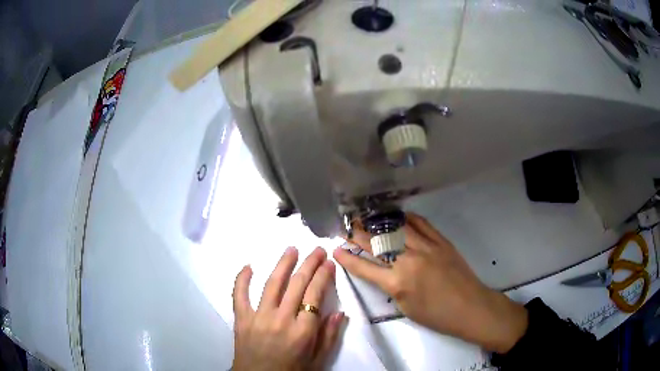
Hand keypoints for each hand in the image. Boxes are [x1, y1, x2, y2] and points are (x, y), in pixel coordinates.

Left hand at [232, 247, 344, 370]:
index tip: (329, 263)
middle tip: (317, 250)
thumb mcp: (318, 361)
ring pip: (272, 284)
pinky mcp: (241, 319)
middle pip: (297, 284)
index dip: (323, 276)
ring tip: (291, 249)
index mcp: (303, 331)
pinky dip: (242, 279)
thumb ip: (329, 337)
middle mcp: (281, 319)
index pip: (315, 295)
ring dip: (283, 264)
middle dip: (309, 264)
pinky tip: (248, 266)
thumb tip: (340, 312)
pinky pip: (239, 295)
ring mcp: (258, 317)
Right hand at [334, 213, 527, 353]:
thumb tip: (382, 271)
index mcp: (397, 283)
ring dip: (379, 223)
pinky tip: (398, 215)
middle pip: (377, 244)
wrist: (470, 307)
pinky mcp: (441, 241)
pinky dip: (407, 218)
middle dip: (358, 235)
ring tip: (367, 217)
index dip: (347, 258)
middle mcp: (408, 261)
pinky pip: (421, 224)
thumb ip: (391, 287)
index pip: (364, 267)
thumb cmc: (436, 316)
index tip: (335, 249)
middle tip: (347, 227)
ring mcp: (426, 248)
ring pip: (396, 230)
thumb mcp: (406, 307)